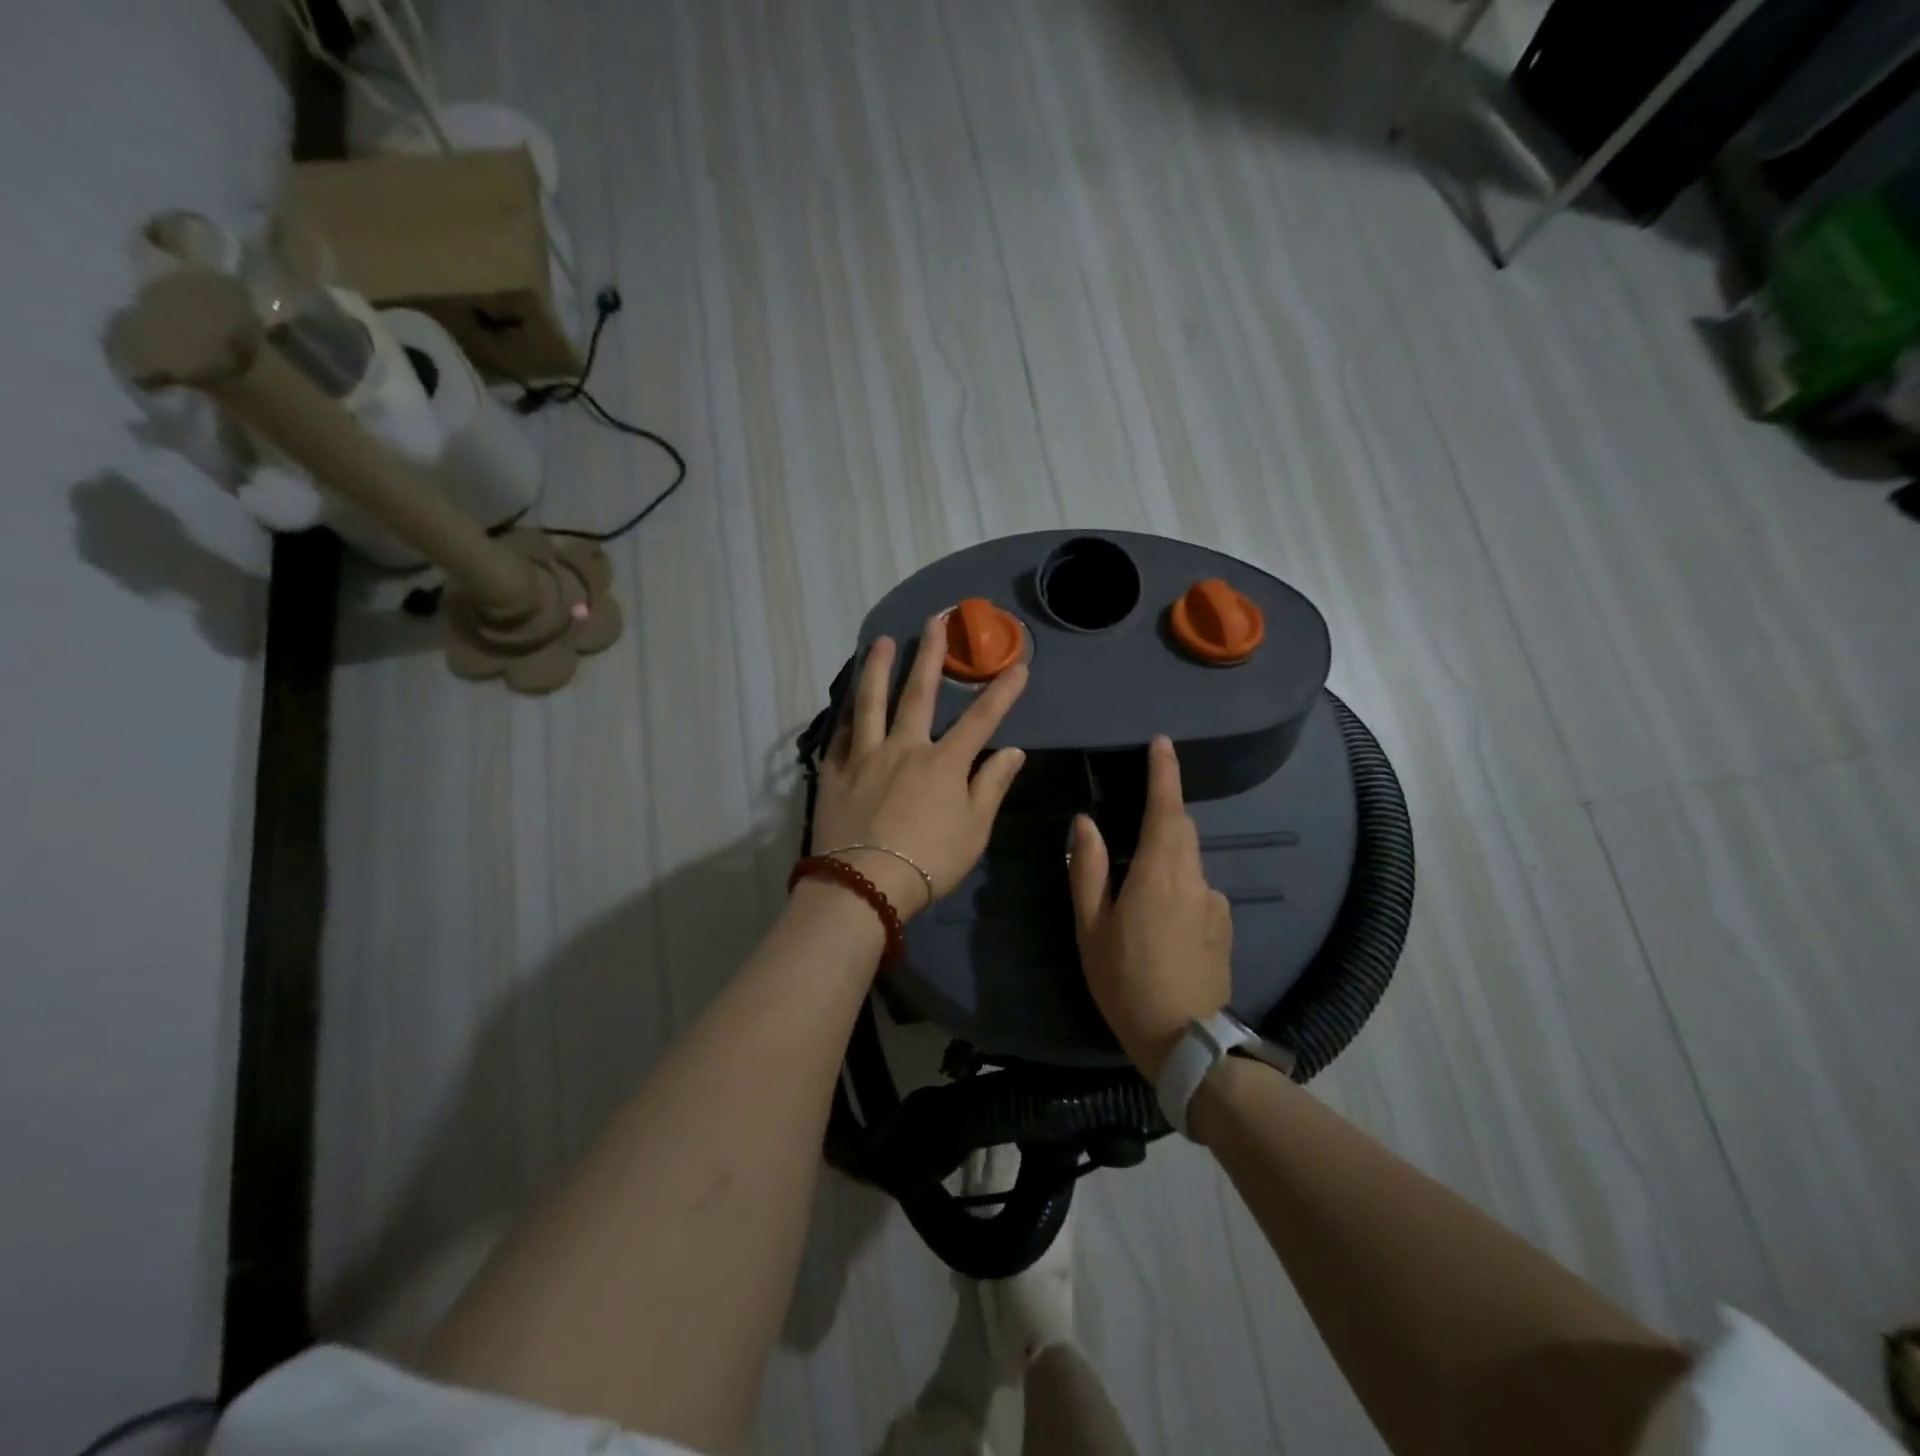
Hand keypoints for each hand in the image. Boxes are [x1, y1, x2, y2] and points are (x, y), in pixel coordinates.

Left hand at [810, 616, 1028, 918]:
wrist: (865, 886)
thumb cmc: (930, 861)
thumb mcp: (975, 829)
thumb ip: (992, 785)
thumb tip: (1013, 751)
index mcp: (943, 762)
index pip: (981, 719)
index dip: (1002, 691)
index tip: (1019, 665)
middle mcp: (904, 748)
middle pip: (918, 693)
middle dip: (930, 654)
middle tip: (934, 621)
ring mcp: (865, 757)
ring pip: (870, 702)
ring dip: (877, 668)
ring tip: (881, 642)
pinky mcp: (835, 773)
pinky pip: (841, 736)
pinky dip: (847, 716)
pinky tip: (847, 703)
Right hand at [1069, 735, 1231, 1079]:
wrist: (1186, 1042)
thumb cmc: (1126, 982)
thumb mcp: (1091, 928)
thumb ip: (1089, 870)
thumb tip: (1086, 823)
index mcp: (1158, 875)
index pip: (1166, 809)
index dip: (1165, 773)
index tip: (1162, 743)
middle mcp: (1195, 879)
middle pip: (1181, 830)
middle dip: (1162, 816)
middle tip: (1130, 831)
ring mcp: (1216, 903)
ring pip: (1189, 862)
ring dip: (1166, 861)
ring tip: (1138, 901)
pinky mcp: (1225, 926)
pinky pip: (1198, 891)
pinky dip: (1179, 890)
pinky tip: (1162, 928)